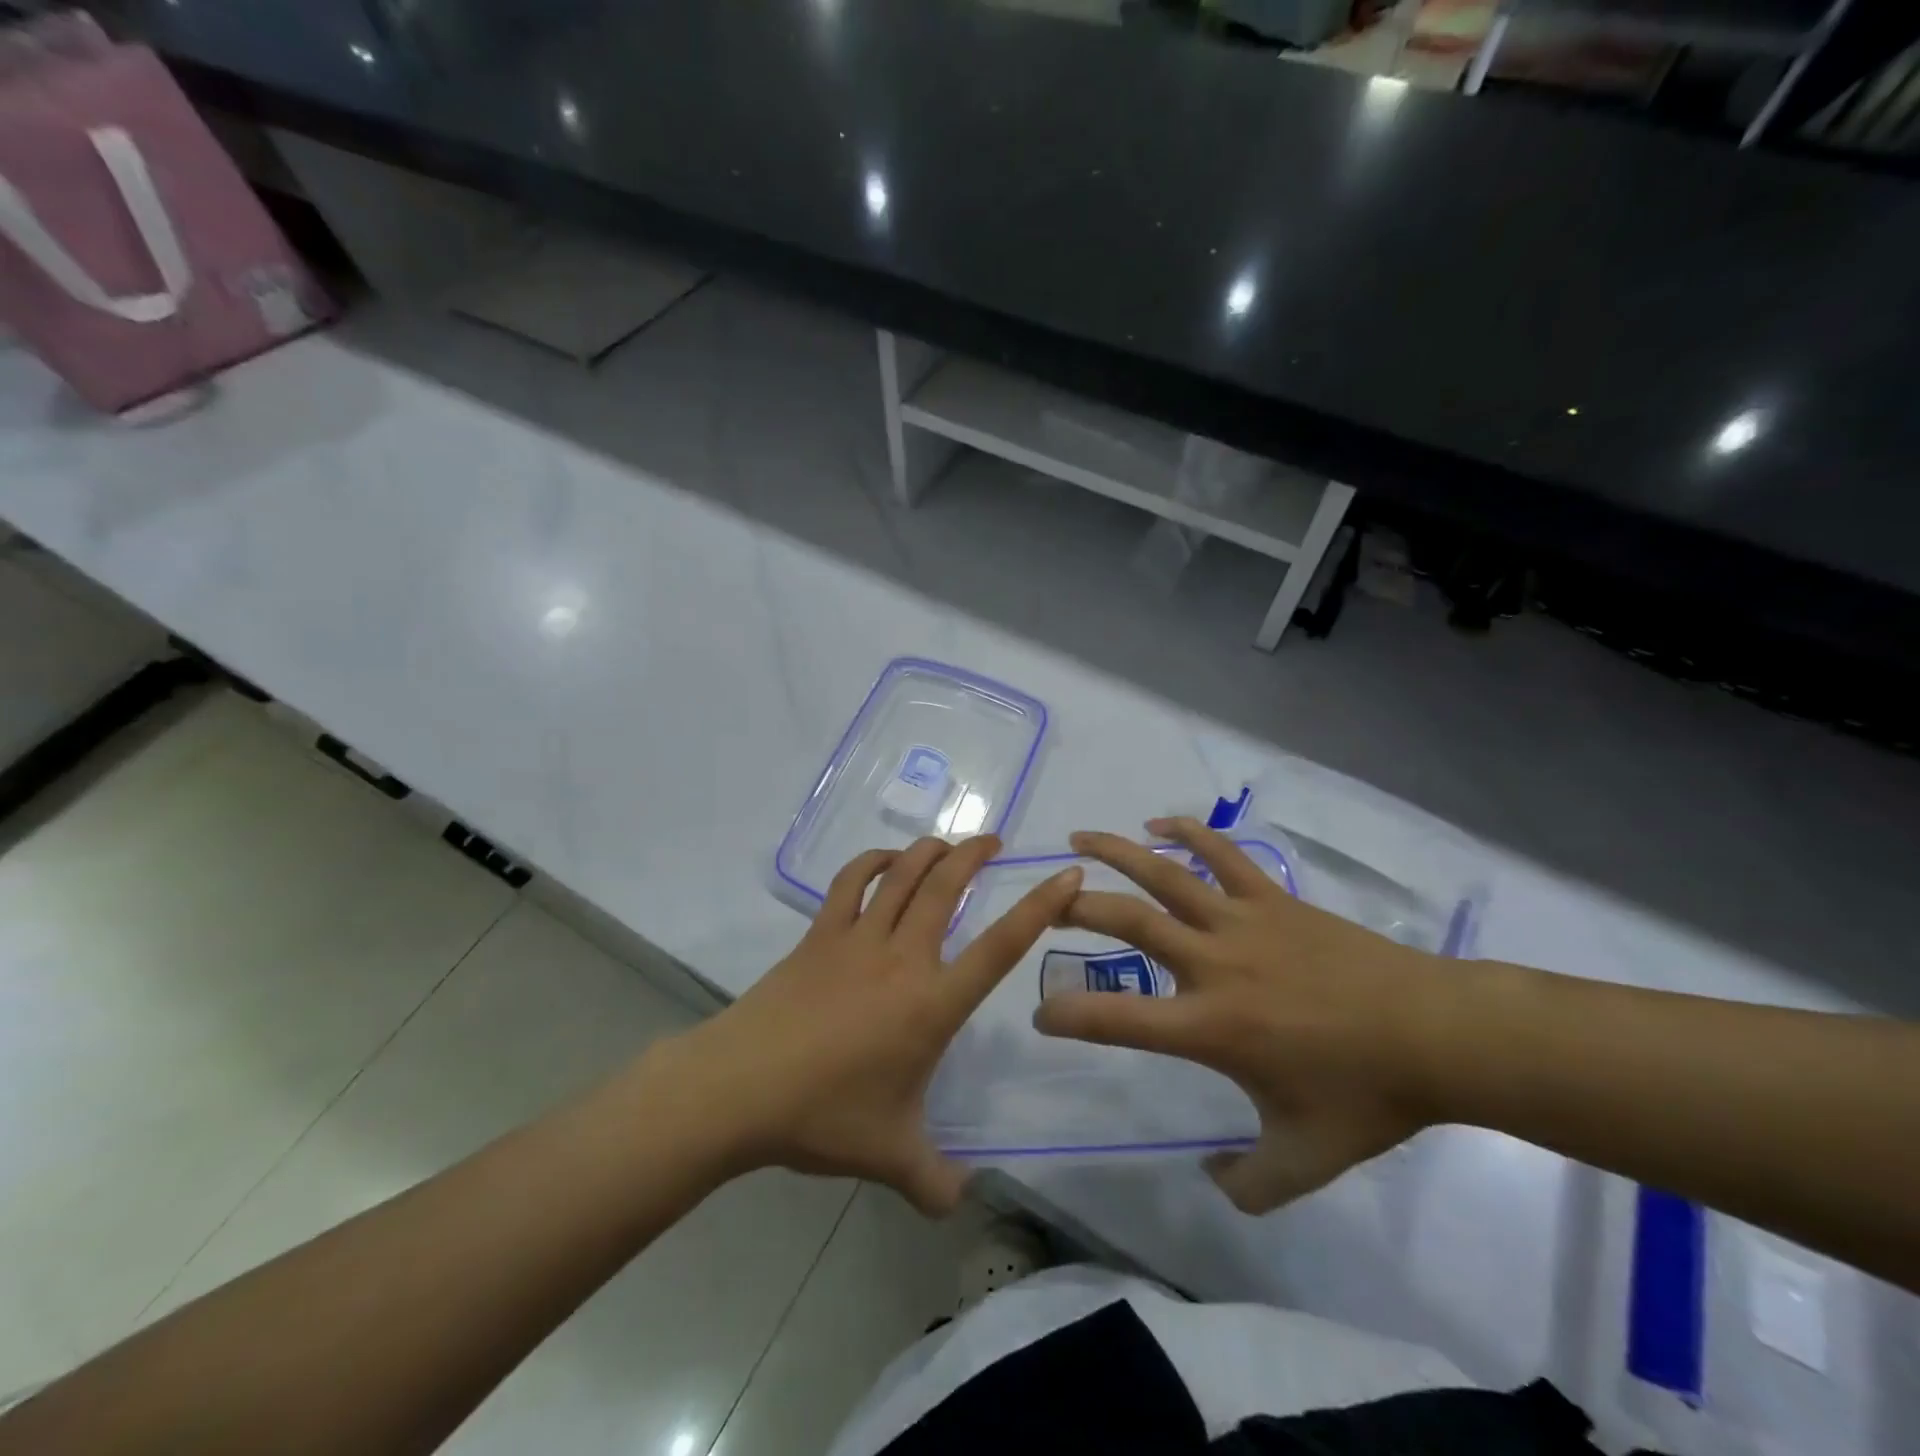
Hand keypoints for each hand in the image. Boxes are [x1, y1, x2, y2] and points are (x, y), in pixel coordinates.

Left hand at [659, 836, 1080, 1214]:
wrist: (739, 1088)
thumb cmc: (823, 1116)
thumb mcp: (890, 1157)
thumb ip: (935, 1181)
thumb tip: (961, 1202)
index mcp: (932, 1004)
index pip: (1000, 948)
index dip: (1039, 908)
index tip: (1066, 875)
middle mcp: (902, 958)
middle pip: (945, 888)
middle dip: (974, 855)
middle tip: (994, 840)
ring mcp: (857, 939)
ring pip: (902, 875)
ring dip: (928, 850)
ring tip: (947, 844)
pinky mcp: (819, 935)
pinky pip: (849, 883)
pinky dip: (871, 862)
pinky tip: (884, 861)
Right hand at [1034, 817, 1436, 1212]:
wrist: (1435, 1034)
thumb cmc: (1366, 1096)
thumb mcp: (1305, 1161)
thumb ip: (1249, 1186)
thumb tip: (1212, 1181)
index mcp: (1210, 1026)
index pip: (1117, 1018)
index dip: (1068, 1014)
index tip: (1041, 1014)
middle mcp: (1213, 963)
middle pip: (1129, 922)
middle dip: (1077, 910)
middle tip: (1047, 906)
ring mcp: (1241, 922)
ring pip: (1165, 874)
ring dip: (1115, 852)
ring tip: (1077, 839)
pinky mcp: (1270, 898)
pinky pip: (1221, 854)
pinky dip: (1187, 832)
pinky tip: (1160, 824)